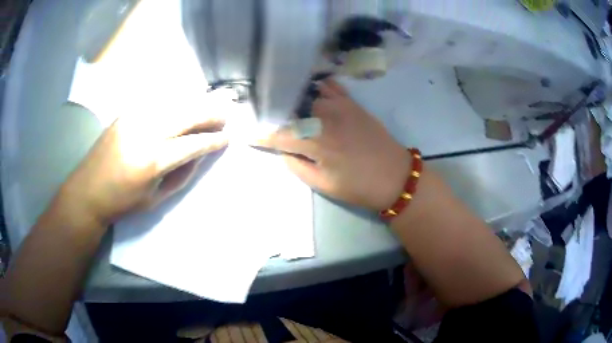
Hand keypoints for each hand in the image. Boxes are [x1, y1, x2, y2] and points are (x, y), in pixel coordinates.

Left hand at [58, 103, 228, 226]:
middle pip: (187, 114)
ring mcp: (134, 118)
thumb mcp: (156, 199)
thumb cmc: (123, 202)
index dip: (214, 140)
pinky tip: (185, 102)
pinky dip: (176, 99)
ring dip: (196, 101)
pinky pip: (158, 100)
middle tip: (227, 113)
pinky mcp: (126, 112)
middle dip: (211, 113)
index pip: (193, 143)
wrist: (87, 191)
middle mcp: (145, 132)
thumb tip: (200, 154)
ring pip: (174, 101)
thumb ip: (182, 175)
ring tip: (212, 103)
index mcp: (153, 161)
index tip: (228, 137)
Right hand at [258, 78, 409, 210]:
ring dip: (292, 96)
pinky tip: (310, 87)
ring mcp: (341, 107)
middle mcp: (325, 119)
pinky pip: (332, 87)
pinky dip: (318, 85)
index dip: (261, 135)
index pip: (280, 135)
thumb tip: (283, 150)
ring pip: (308, 93)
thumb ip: (298, 166)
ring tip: (281, 98)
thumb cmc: (359, 186)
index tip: (248, 133)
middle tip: (261, 112)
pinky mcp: (353, 103)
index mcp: (317, 143)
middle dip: (273, 111)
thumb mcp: (324, 185)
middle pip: (291, 108)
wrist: (396, 176)